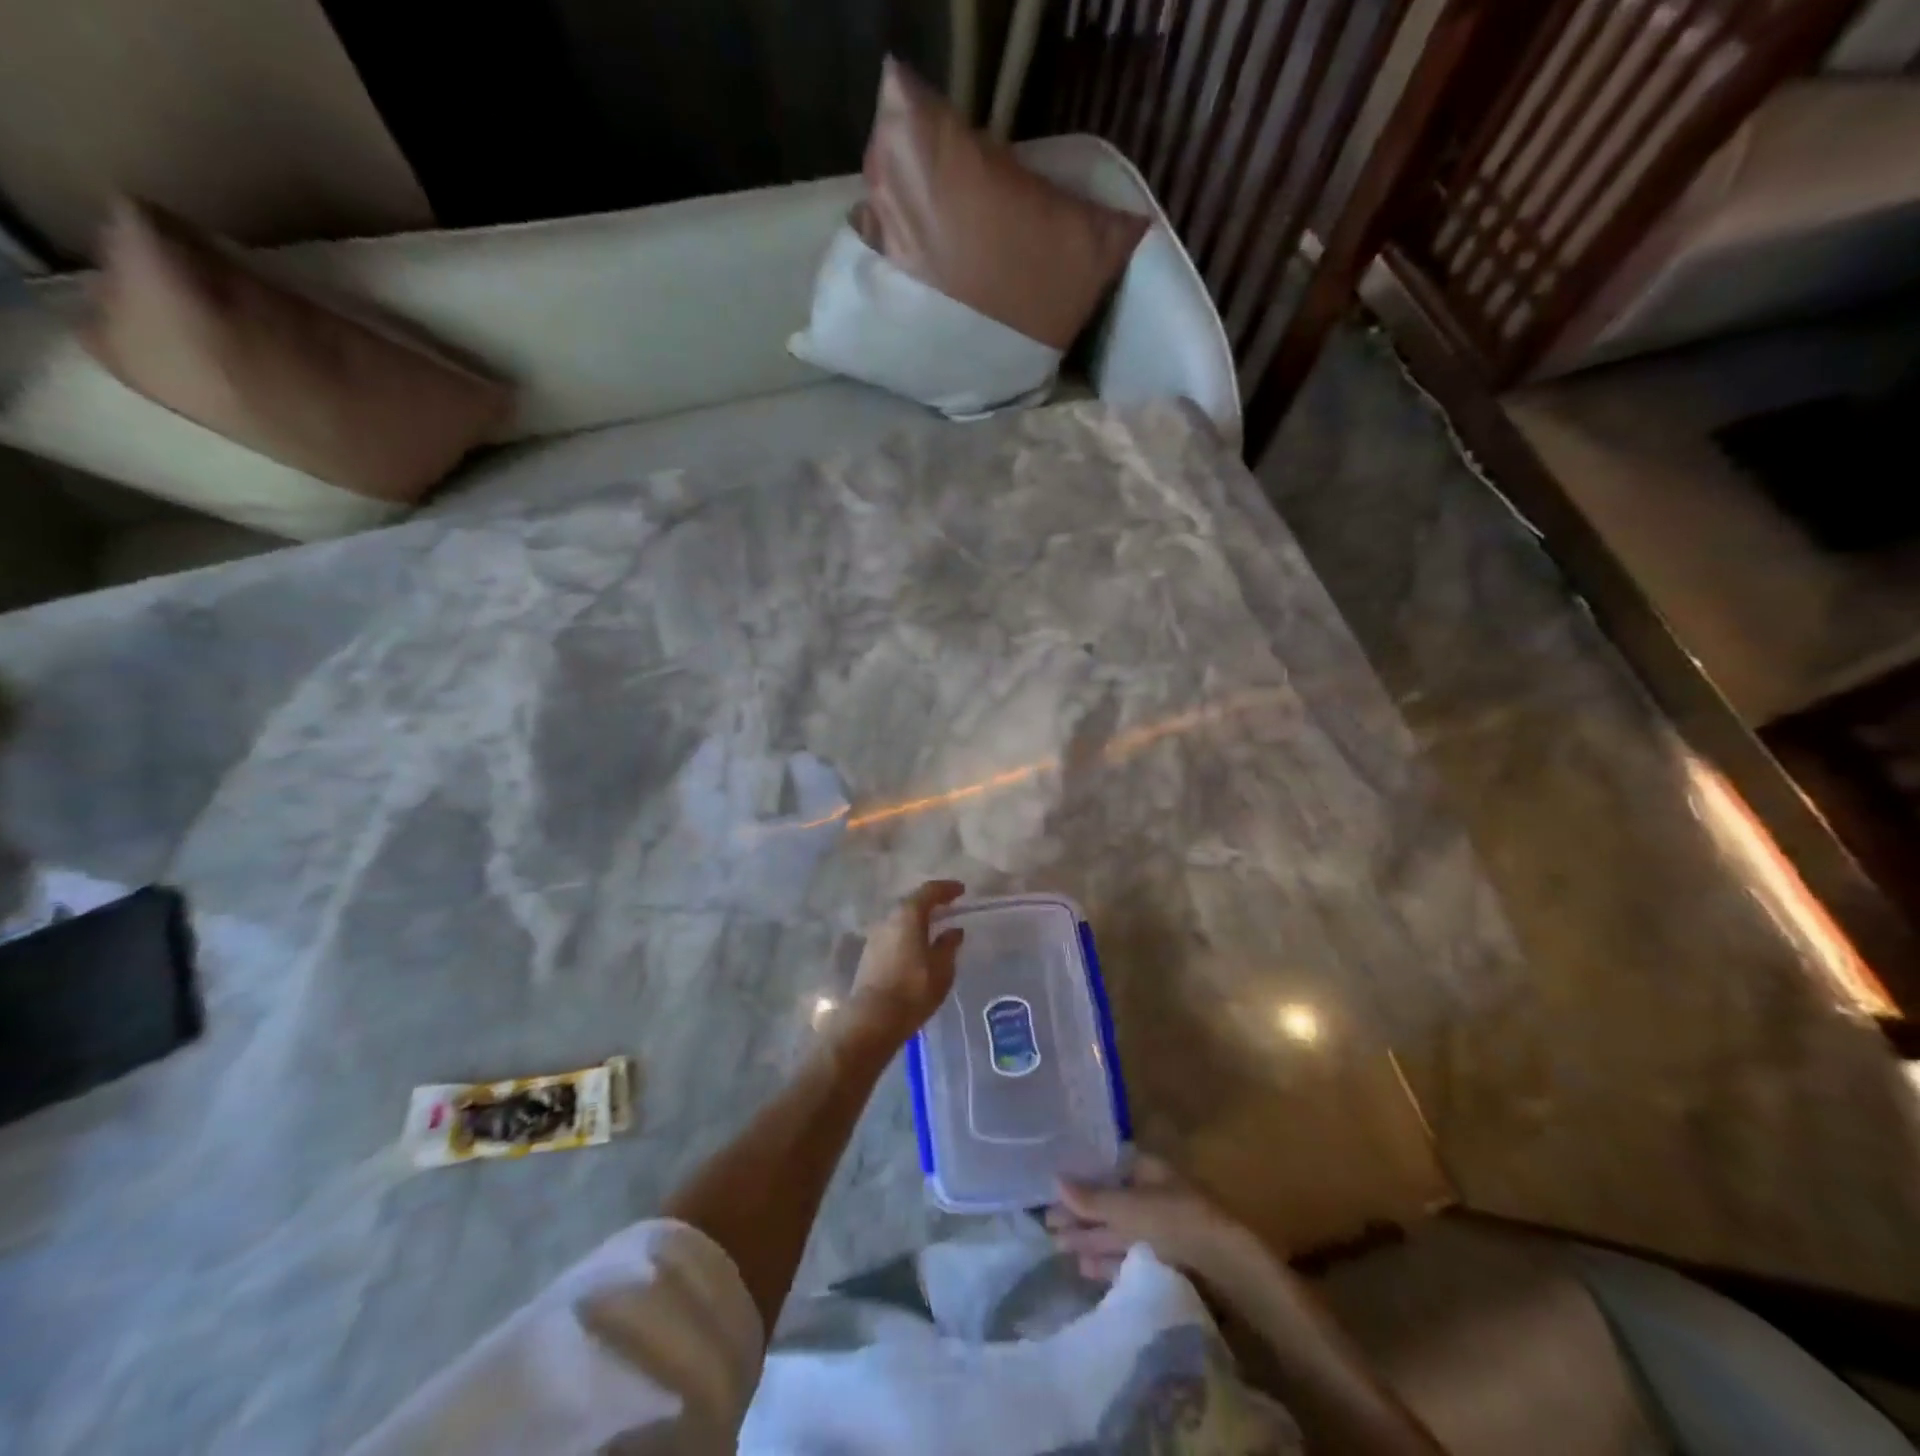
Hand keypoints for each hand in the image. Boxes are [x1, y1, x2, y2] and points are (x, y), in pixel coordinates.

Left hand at [845, 880, 964, 1048]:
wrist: (872, 1019)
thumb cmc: (913, 989)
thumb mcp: (941, 968)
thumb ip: (948, 946)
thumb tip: (954, 931)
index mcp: (908, 915)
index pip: (929, 891)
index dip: (946, 888)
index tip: (961, 890)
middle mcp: (888, 919)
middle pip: (912, 903)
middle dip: (931, 903)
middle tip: (949, 907)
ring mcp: (875, 937)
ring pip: (900, 920)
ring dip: (918, 921)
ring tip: (935, 928)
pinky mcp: (869, 955)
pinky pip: (893, 936)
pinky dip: (908, 935)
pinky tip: (917, 947)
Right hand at [1046, 1154, 1259, 1284]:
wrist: (1224, 1263)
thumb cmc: (1174, 1218)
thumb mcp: (1127, 1207)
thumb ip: (1091, 1198)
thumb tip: (1054, 1180)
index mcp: (1144, 1168)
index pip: (1104, 1170)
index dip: (1078, 1183)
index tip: (1052, 1195)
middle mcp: (1150, 1191)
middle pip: (1108, 1202)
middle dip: (1079, 1215)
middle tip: (1048, 1228)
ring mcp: (1159, 1224)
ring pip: (1116, 1229)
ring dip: (1089, 1239)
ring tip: (1059, 1249)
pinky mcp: (1165, 1255)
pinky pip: (1128, 1252)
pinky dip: (1107, 1259)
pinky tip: (1086, 1269)